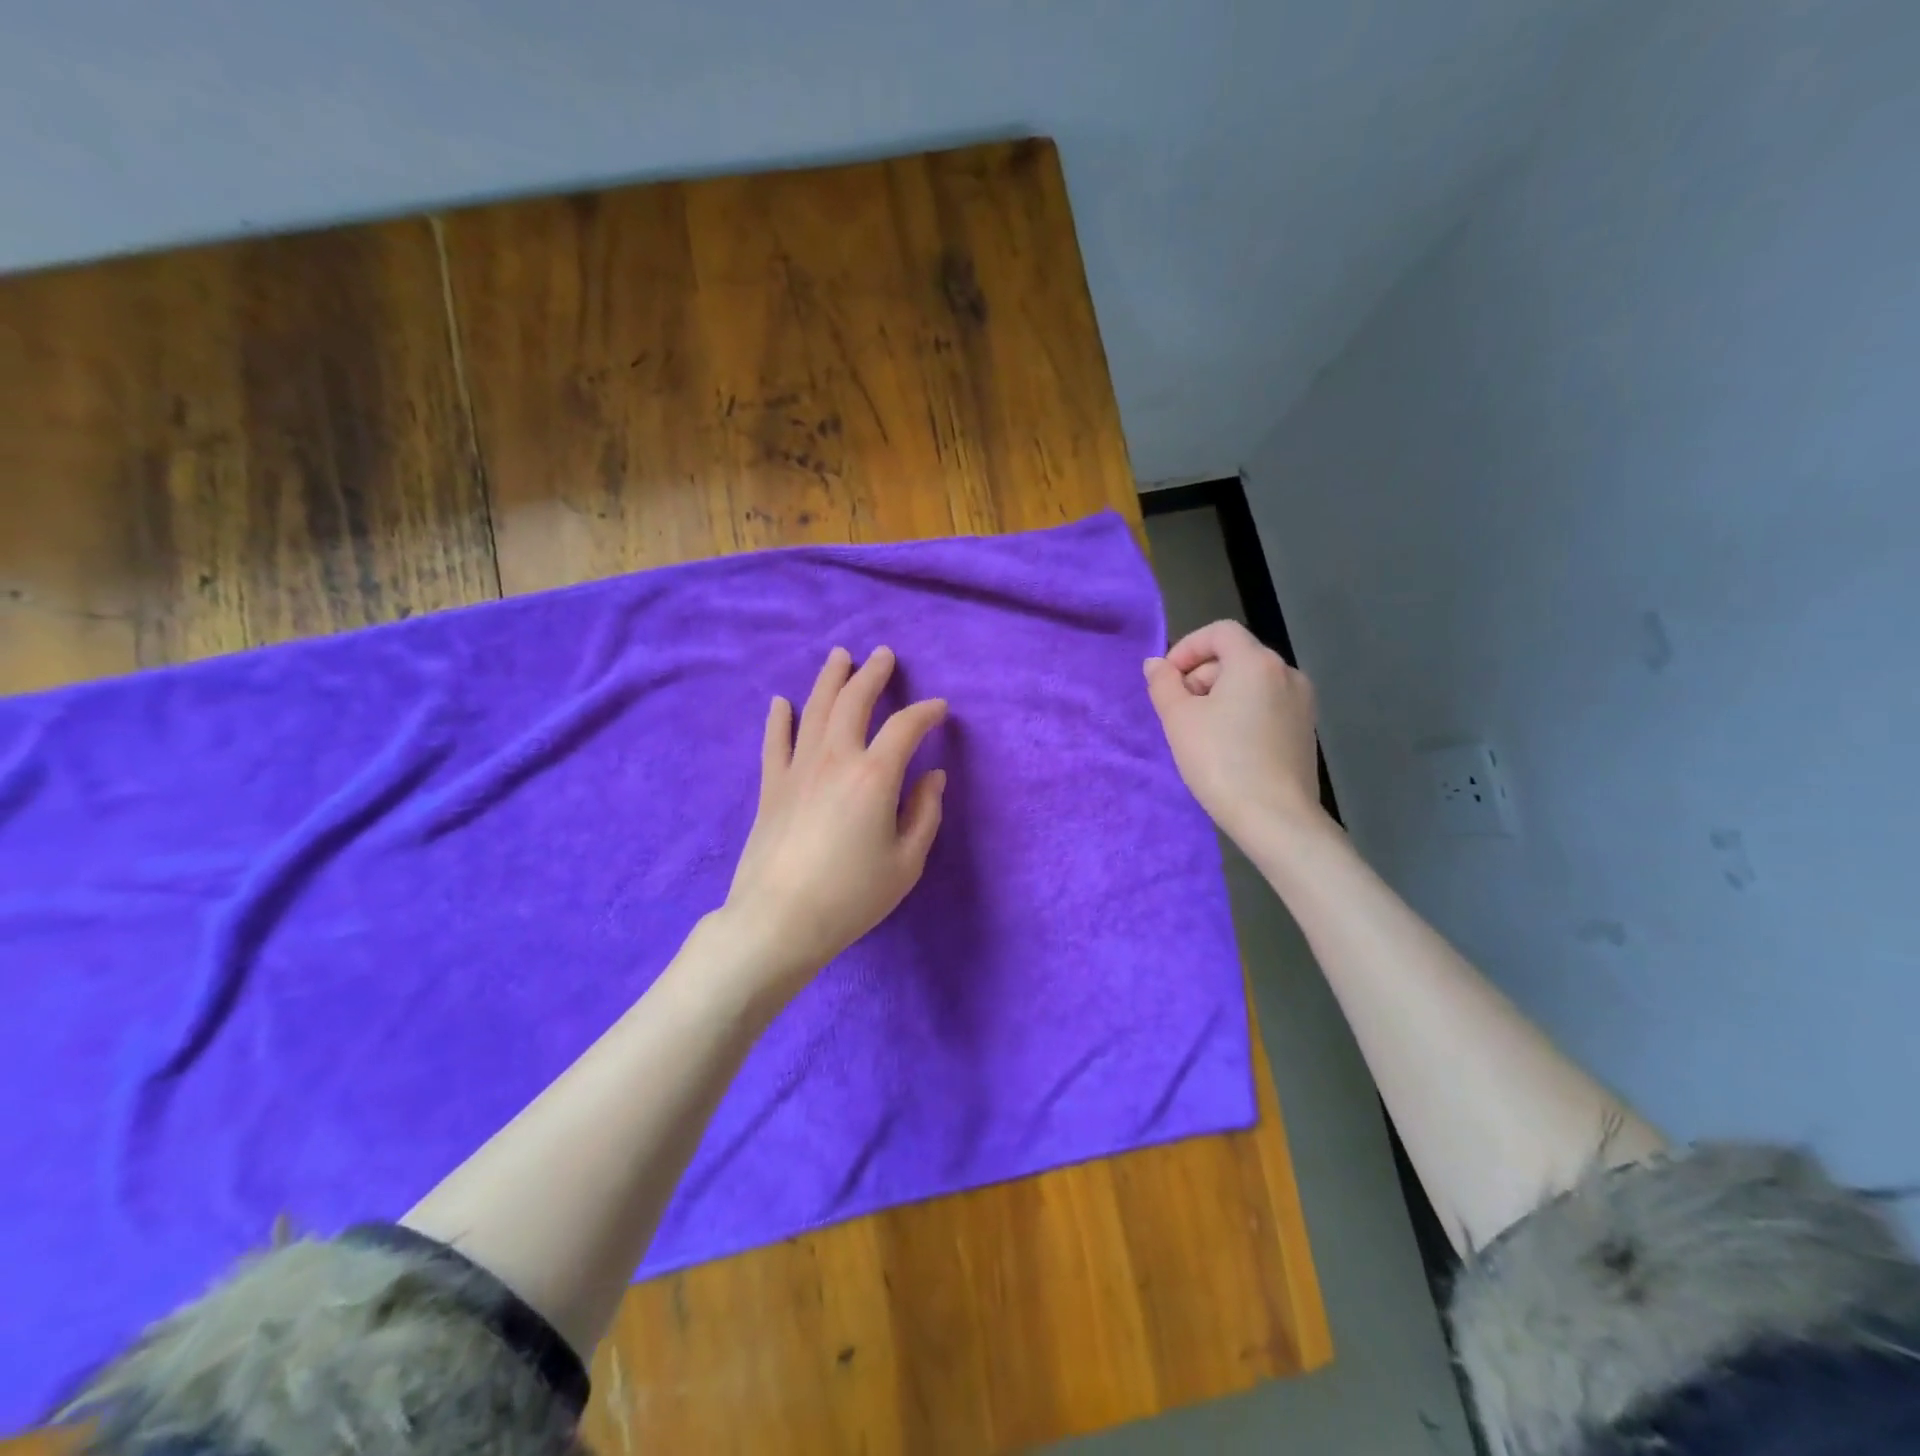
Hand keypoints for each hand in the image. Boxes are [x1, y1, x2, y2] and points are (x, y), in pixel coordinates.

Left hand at [720, 645, 946, 1000]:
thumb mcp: (906, 863)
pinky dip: (779, 719)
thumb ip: (925, 814)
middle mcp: (836, 759)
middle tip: (883, 655)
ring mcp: (798, 769)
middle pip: (854, 702)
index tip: (939, 709)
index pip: (905, 728)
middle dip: (872, 674)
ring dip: (830, 680)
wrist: (779, 921)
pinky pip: (775, 742)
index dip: (926, 713)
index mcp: (875, 776)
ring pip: (815, 710)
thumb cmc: (852, 896)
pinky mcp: (772, 786)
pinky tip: (780, 702)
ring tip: (840, 657)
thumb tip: (934, 776)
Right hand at [1144, 620, 1324, 842]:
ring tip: (1199, 733)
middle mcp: (1287, 673)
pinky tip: (1227, 747)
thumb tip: (1156, 664)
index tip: (1167, 680)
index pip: (1219, 632)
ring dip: (1219, 696)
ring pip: (1251, 683)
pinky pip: (1266, 706)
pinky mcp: (1304, 730)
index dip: (1187, 648)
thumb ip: (1163, 684)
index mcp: (1256, 662)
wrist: (1275, 817)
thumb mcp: (1179, 719)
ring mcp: (1302, 703)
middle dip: (1200, 676)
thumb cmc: (1220, 760)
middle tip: (1178, 712)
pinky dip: (1242, 714)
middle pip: (1235, 657)